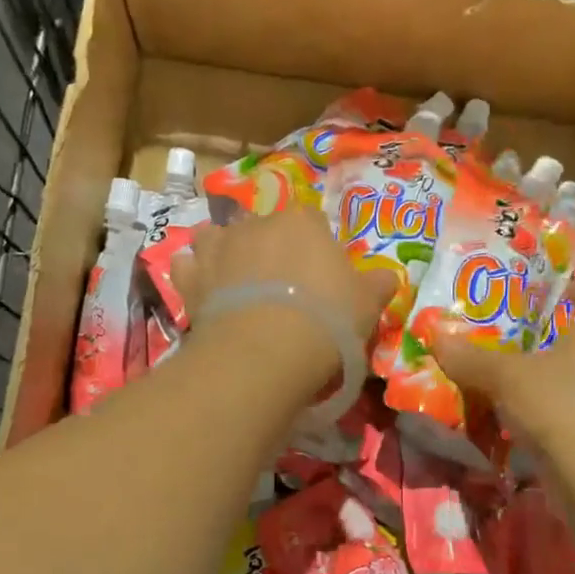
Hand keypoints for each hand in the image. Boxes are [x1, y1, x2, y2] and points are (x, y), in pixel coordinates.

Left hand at [172, 207, 398, 371]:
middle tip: (280, 285)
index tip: (319, 275)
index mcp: (301, 222)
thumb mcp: (366, 305)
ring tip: (234, 278)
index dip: (314, 247)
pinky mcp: (191, 278)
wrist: (264, 352)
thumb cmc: (325, 320)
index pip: (310, 221)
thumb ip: (377, 285)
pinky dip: (192, 274)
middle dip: (269, 248)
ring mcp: (218, 248)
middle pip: (262, 227)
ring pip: (216, 237)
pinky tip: (201, 289)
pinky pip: (186, 267)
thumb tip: (388, 276)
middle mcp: (256, 224)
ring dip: (223, 251)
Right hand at [430, 278, 574, 456]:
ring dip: (562, 376)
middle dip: (570, 337)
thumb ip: (472, 358)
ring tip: (521, 377)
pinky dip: (558, 410)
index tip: (562, 293)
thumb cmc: (559, 404)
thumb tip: (436, 336)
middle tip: (533, 336)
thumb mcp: (506, 377)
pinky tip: (524, 417)